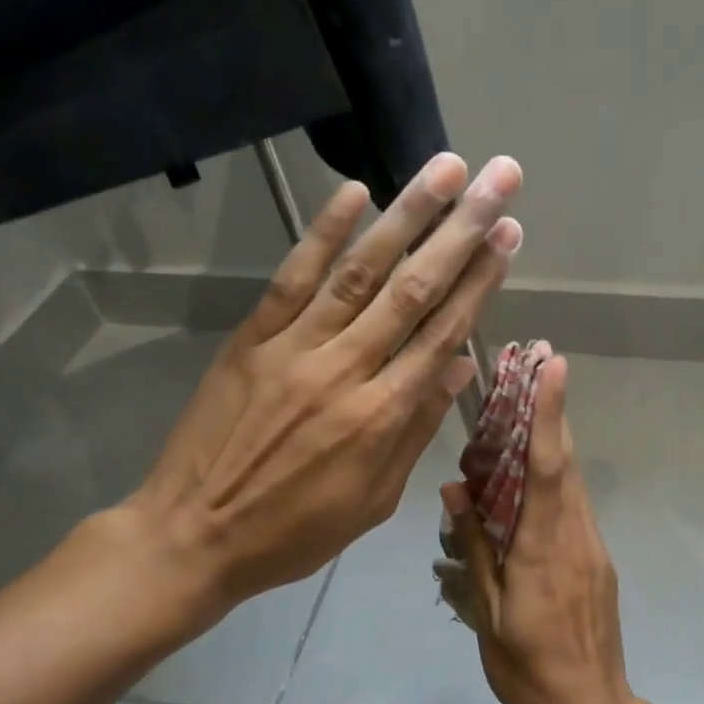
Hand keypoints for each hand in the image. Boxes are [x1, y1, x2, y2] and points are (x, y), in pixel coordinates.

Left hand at [121, 152, 522, 628]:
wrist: (195, 536)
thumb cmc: (294, 533)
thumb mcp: (374, 500)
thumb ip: (416, 430)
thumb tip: (460, 368)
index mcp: (381, 417)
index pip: (443, 334)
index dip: (481, 282)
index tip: (508, 236)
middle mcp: (345, 370)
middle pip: (413, 290)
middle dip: (461, 230)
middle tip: (497, 179)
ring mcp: (293, 349)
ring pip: (359, 273)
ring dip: (406, 215)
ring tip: (444, 168)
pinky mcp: (251, 340)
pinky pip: (292, 279)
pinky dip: (323, 234)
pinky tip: (354, 193)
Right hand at [440, 357, 643, 703]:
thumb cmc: (529, 669)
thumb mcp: (489, 614)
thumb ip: (474, 548)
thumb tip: (456, 489)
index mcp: (545, 548)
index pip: (547, 467)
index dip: (549, 414)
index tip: (554, 367)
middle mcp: (576, 537)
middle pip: (565, 464)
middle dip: (551, 414)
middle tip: (533, 372)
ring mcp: (593, 550)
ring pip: (572, 485)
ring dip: (552, 446)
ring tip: (525, 416)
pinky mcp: (597, 564)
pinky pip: (574, 511)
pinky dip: (554, 484)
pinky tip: (530, 486)